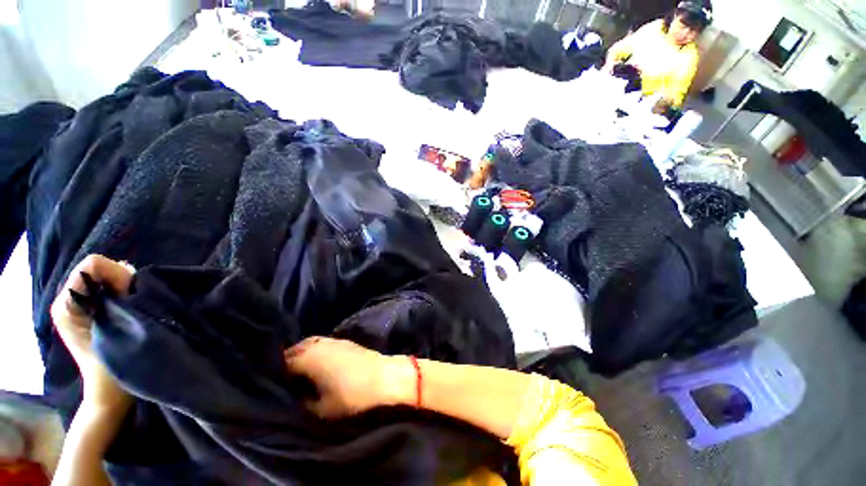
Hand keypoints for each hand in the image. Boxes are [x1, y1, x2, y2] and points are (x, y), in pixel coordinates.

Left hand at [50, 255, 134, 412]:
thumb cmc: (112, 365)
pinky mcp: (91, 312)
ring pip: (106, 279)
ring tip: (133, 307)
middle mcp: (68, 300)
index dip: (116, 274)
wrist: (111, 393)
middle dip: (121, 280)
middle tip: (133, 302)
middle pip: (99, 270)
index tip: (129, 294)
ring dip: (125, 288)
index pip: (92, 265)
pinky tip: (129, 308)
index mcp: (67, 303)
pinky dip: (123, 293)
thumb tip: (128, 271)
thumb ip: (117, 296)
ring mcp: (79, 306)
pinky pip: (108, 289)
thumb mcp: (113, 328)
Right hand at [283, 337, 413, 417]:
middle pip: (295, 350)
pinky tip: (318, 366)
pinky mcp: (346, 342)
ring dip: (302, 356)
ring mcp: (334, 340)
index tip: (272, 385)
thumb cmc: (352, 395)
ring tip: (299, 374)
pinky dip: (315, 353)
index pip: (282, 361)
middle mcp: (319, 343)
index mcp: (309, 357)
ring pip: (309, 345)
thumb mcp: (320, 408)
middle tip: (284, 380)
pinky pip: (322, 345)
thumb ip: (301, 401)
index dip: (275, 373)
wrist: (386, 377)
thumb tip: (294, 395)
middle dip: (287, 362)